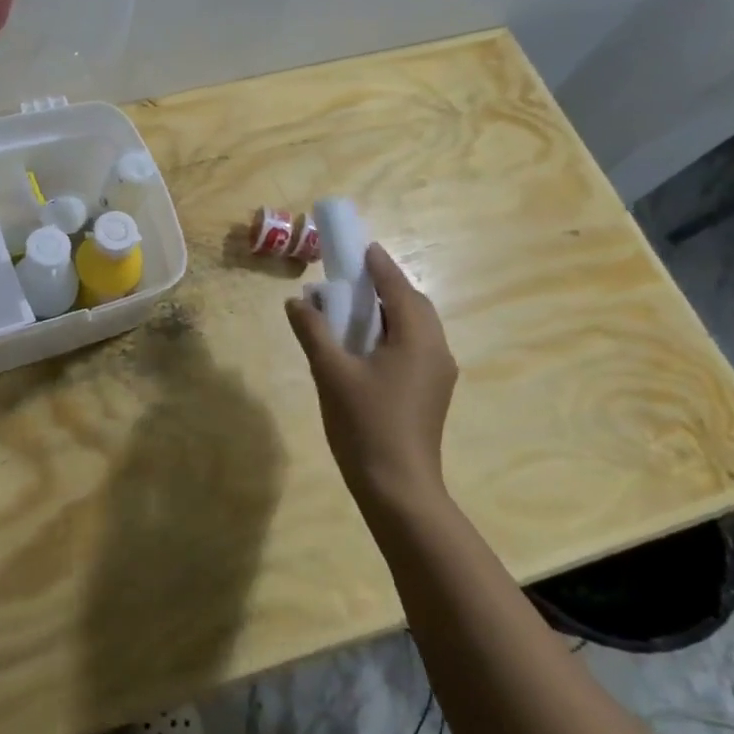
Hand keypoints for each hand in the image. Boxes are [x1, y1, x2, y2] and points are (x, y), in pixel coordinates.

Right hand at [285, 242, 458, 514]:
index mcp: (417, 340)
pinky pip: (413, 347)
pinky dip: (391, 332)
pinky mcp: (429, 392)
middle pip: (413, 305)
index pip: (399, 289)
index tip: (361, 246)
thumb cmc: (364, 423)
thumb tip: (297, 301)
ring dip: (388, 310)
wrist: (397, 486)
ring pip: (415, 327)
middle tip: (352, 275)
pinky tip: (364, 343)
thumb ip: (313, 331)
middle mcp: (436, 351)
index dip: (379, 266)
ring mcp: (437, 374)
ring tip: (354, 306)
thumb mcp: (330, 372)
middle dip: (385, 286)